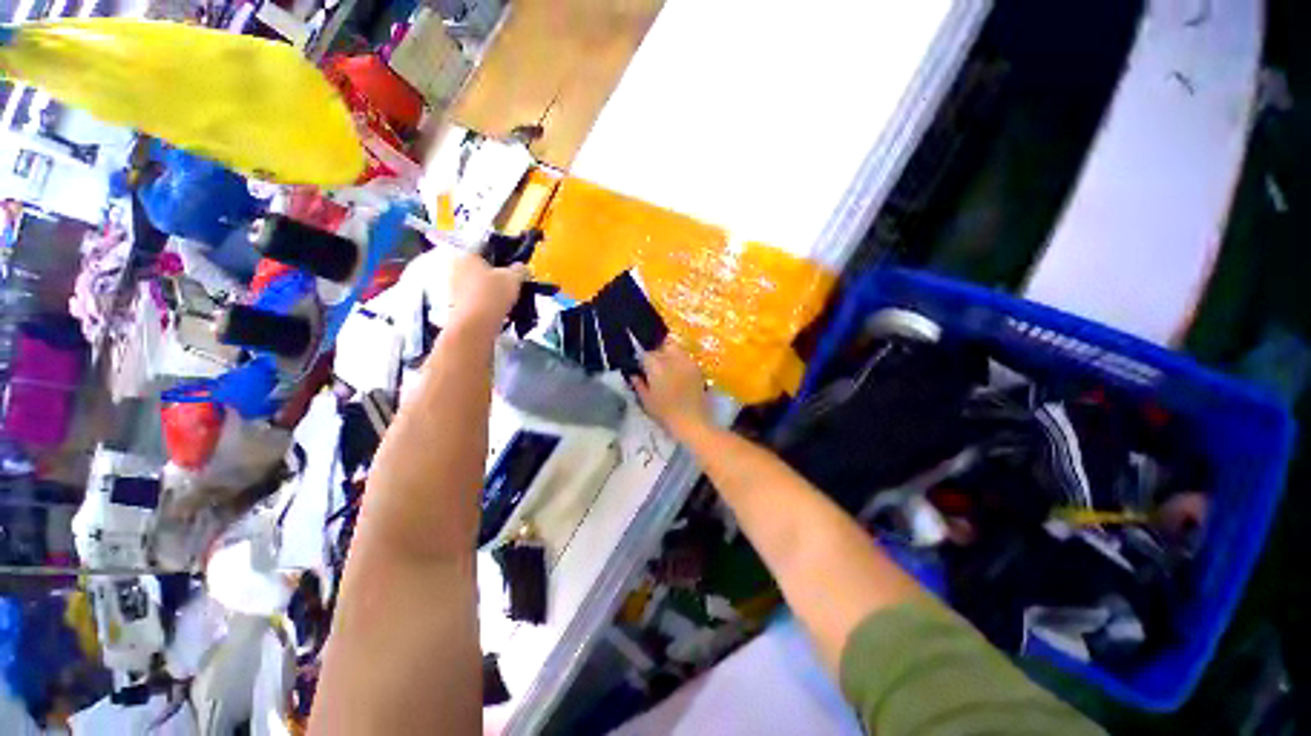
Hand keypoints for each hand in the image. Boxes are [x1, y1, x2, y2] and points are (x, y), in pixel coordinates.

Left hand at [447, 253, 526, 332]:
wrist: (476, 324)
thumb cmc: (492, 294)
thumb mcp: (514, 279)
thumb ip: (519, 270)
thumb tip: (522, 267)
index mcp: (467, 255)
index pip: (484, 248)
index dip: (500, 255)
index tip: (511, 265)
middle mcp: (456, 268)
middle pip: (480, 267)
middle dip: (495, 274)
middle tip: (511, 282)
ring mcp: (454, 287)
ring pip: (477, 283)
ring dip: (490, 289)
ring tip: (507, 298)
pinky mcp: (456, 304)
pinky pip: (475, 298)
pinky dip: (486, 301)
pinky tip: (498, 308)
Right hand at [630, 340, 711, 437]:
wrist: (693, 421)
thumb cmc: (666, 413)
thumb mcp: (646, 401)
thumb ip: (639, 384)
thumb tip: (634, 375)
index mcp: (656, 366)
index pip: (645, 354)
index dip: (641, 359)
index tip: (640, 367)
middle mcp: (672, 359)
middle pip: (661, 347)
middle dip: (655, 353)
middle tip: (652, 366)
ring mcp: (686, 362)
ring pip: (675, 348)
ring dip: (668, 354)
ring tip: (666, 367)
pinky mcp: (697, 368)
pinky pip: (685, 357)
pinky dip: (679, 360)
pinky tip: (678, 372)